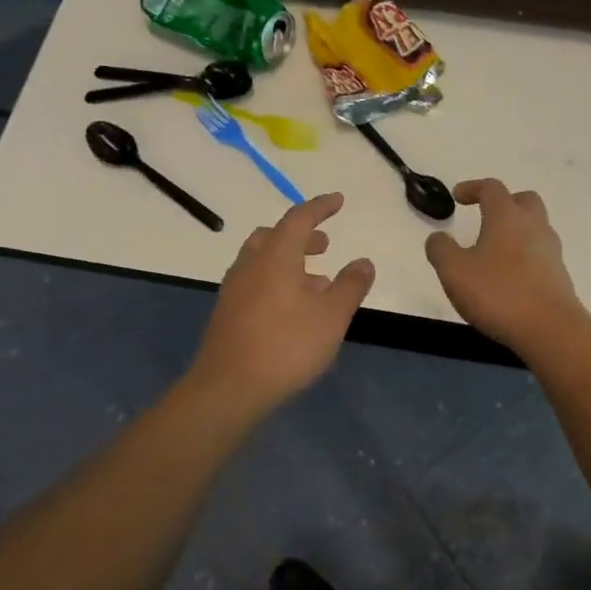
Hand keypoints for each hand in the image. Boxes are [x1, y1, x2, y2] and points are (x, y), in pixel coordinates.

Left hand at [184, 193, 375, 417]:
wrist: (228, 388)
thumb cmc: (286, 346)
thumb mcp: (331, 316)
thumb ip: (350, 286)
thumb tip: (363, 262)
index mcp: (276, 256)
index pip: (298, 218)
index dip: (320, 207)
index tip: (338, 201)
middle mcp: (250, 264)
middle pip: (275, 236)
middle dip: (302, 235)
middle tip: (324, 244)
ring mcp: (234, 288)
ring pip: (262, 259)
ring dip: (289, 259)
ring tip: (315, 280)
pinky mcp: (227, 312)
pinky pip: (254, 281)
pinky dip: (276, 279)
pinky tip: (292, 308)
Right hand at [424, 179, 586, 352]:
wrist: (550, 330)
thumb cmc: (498, 293)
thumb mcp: (454, 271)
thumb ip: (441, 250)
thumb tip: (438, 238)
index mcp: (507, 217)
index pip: (491, 188)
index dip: (472, 188)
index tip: (457, 197)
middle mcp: (533, 226)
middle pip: (523, 200)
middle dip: (503, 203)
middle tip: (485, 216)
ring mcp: (551, 251)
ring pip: (535, 227)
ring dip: (515, 230)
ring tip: (493, 251)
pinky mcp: (559, 275)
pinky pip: (540, 253)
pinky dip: (524, 255)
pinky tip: (508, 276)